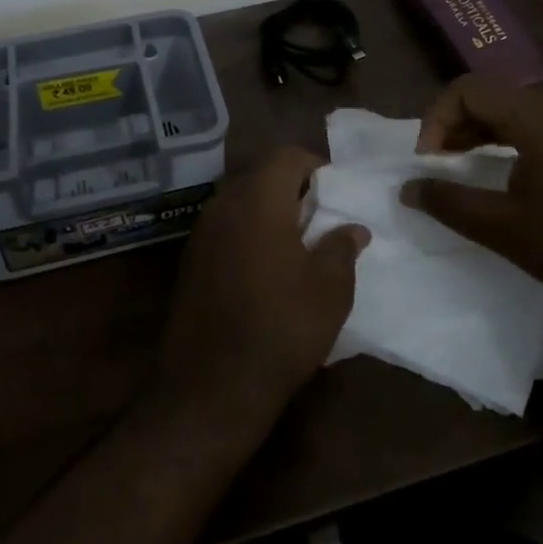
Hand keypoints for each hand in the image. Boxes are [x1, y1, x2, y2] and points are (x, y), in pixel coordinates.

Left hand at [150, 147, 369, 432]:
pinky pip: (225, 229)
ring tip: (297, 246)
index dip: (315, 166)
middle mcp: (224, 203)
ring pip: (241, 202)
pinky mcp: (189, 260)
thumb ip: (342, 248)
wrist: (210, 387)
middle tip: (320, 219)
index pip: (288, 156)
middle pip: (262, 175)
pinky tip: (265, 270)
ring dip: (269, 213)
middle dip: (292, 189)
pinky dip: (248, 234)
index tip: (335, 194)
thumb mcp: (330, 290)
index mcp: (259, 198)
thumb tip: (353, 228)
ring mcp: (201, 232)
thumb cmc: (281, 327)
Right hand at [401, 75, 542, 335]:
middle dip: (456, 122)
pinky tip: (505, 172)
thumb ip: (448, 201)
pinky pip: (539, 123)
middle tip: (439, 162)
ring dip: (481, 130)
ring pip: (515, 108)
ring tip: (463, 165)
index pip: (469, 89)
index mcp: (535, 116)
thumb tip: (407, 188)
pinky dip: (509, 138)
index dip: (438, 117)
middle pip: (491, 93)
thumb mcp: (501, 226)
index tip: (429, 160)